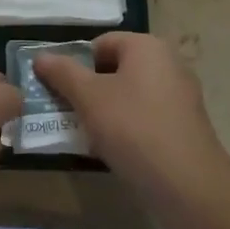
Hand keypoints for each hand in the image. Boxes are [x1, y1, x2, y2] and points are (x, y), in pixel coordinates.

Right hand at [33, 33, 228, 192]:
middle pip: (115, 68)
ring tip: (87, 135)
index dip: (76, 64)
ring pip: (130, 94)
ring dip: (106, 111)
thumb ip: (62, 73)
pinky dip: (128, 127)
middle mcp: (168, 62)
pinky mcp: (185, 124)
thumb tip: (41, 57)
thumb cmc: (134, 128)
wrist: (188, 185)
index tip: (60, 92)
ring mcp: (180, 95)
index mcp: (147, 46)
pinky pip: (147, 116)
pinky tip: (114, 151)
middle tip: (69, 113)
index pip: (100, 43)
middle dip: (89, 89)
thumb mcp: (89, 97)